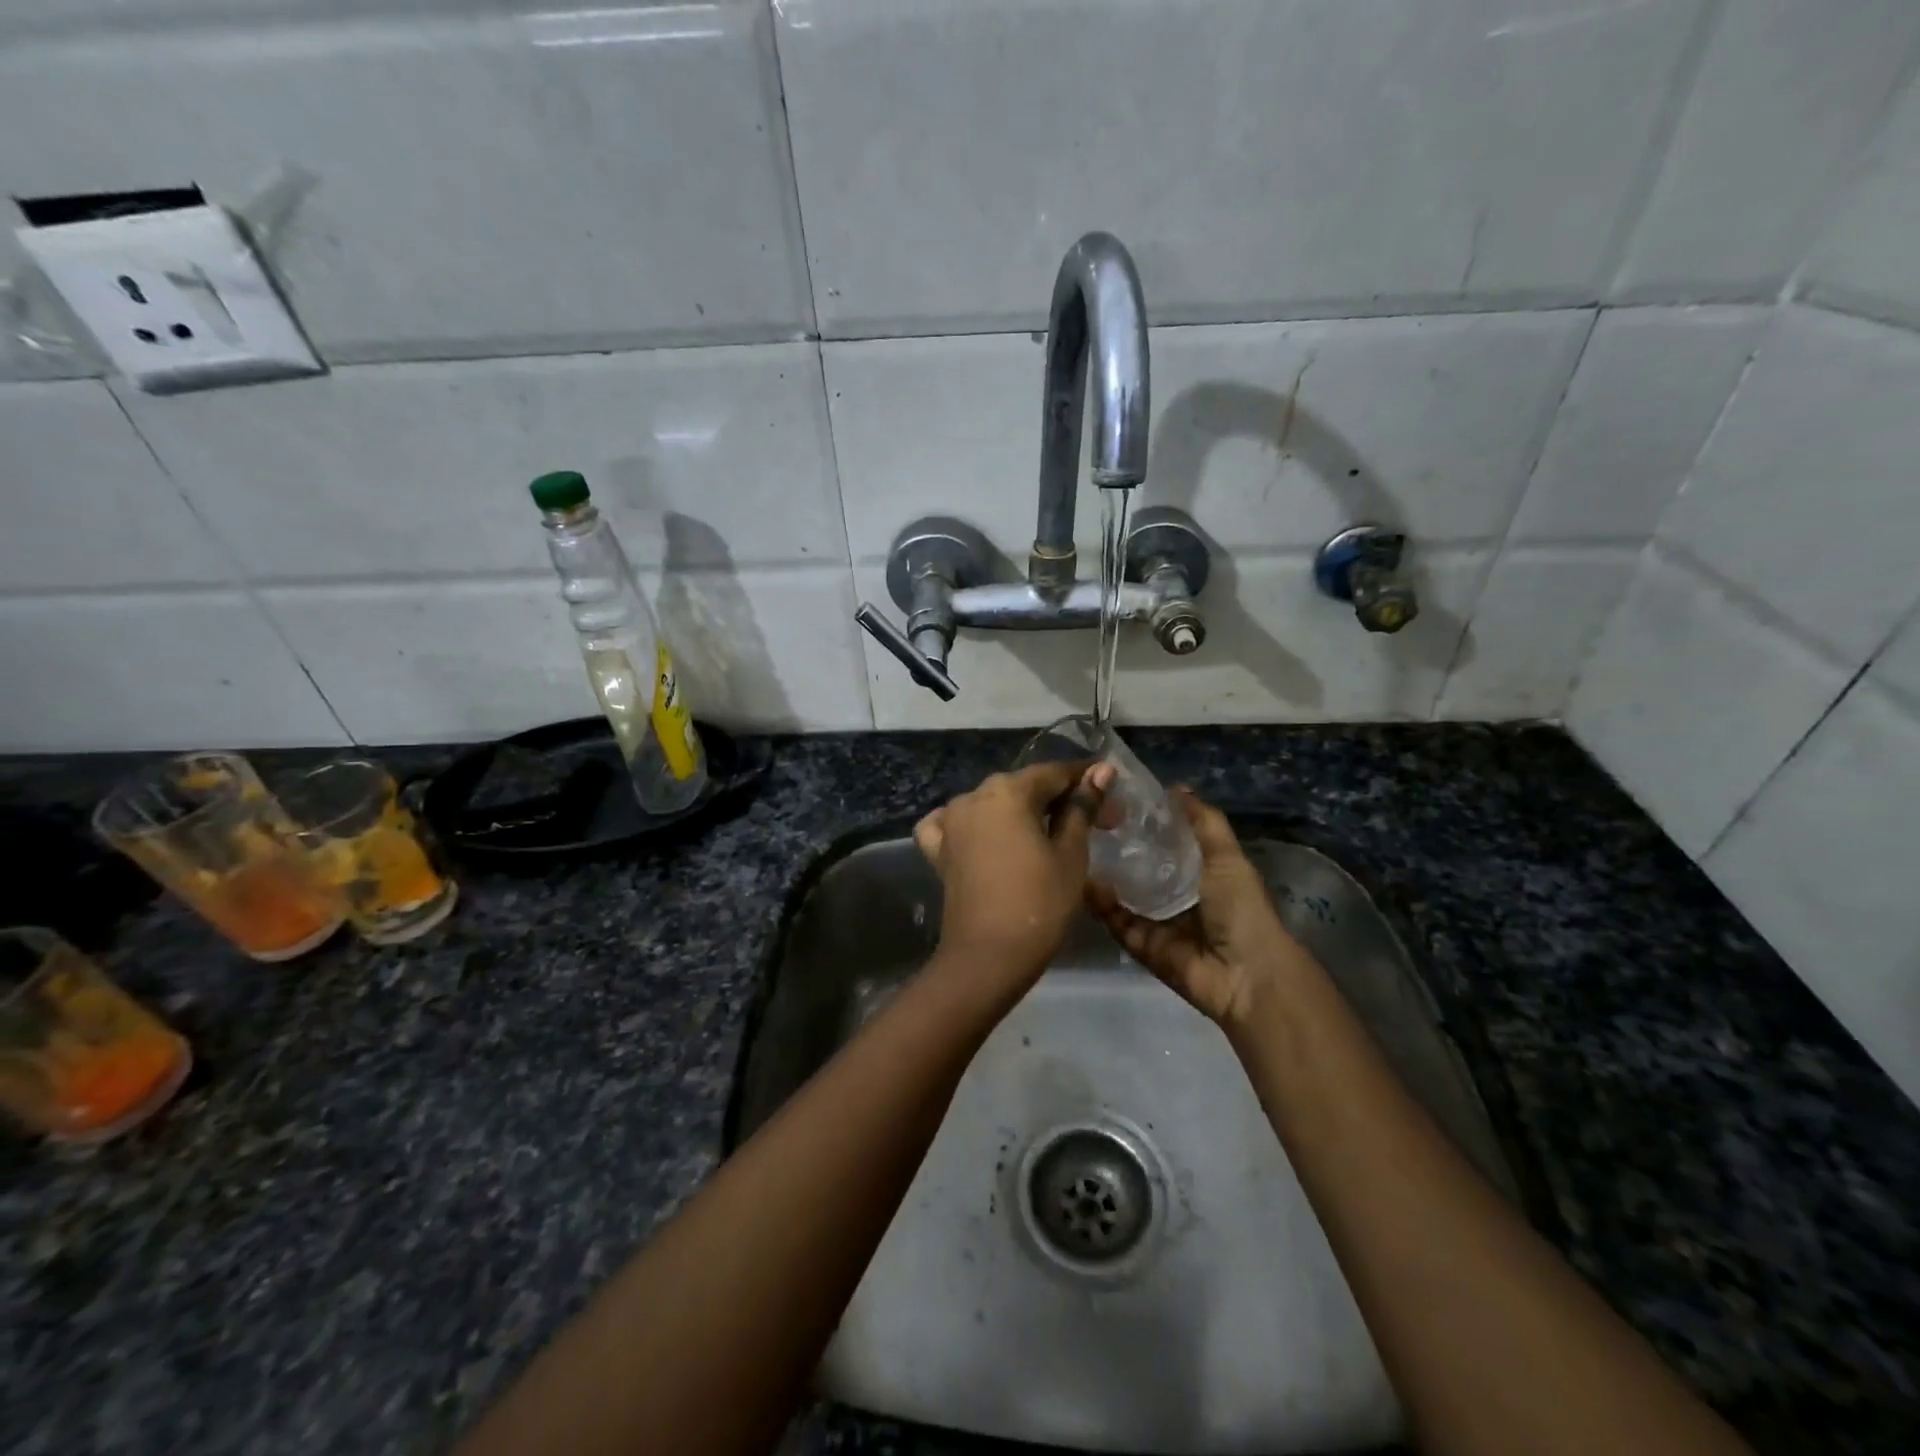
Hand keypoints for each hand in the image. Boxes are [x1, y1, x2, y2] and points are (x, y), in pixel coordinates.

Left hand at [914, 761, 1115, 980]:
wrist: (988, 958)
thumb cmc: (1039, 903)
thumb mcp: (1071, 853)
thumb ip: (1082, 807)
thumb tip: (1101, 771)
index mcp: (1007, 791)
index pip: (1055, 774)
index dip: (1089, 783)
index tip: (1115, 802)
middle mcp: (974, 796)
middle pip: (1025, 787)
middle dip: (1061, 800)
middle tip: (1097, 825)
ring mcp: (951, 822)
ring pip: (993, 804)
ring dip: (1023, 813)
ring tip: (1051, 836)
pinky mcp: (939, 850)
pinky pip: (955, 825)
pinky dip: (974, 826)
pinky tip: (986, 836)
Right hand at [1085, 789, 1307, 1027]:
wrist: (1246, 974)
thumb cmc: (1241, 908)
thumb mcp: (1227, 857)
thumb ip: (1204, 823)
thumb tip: (1177, 788)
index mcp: (1202, 876)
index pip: (1167, 846)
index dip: (1146, 825)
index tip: (1119, 801)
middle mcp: (1177, 898)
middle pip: (1141, 870)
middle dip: (1119, 849)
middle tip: (1090, 821)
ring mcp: (1157, 924)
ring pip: (1123, 895)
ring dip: (1104, 875)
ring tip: (1078, 845)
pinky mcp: (1141, 946)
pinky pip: (1116, 922)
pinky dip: (1101, 904)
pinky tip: (1085, 879)